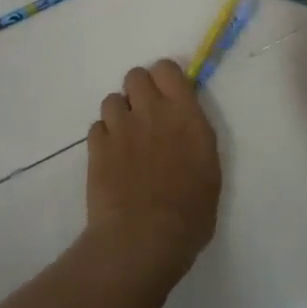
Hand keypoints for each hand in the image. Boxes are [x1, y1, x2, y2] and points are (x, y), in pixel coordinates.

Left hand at [84, 60, 220, 293]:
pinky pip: (96, 127)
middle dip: (138, 91)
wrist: (143, 238)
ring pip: (111, 99)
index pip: (167, 69)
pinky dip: (103, 138)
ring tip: (125, 140)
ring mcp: (120, 127)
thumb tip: (185, 126)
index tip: (168, 97)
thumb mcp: (209, 169)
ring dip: (119, 114)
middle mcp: (151, 111)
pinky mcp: (96, 147)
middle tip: (145, 116)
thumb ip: (195, 137)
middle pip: (135, 75)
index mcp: (185, 114)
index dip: (165, 79)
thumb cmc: (189, 213)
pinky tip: (111, 159)